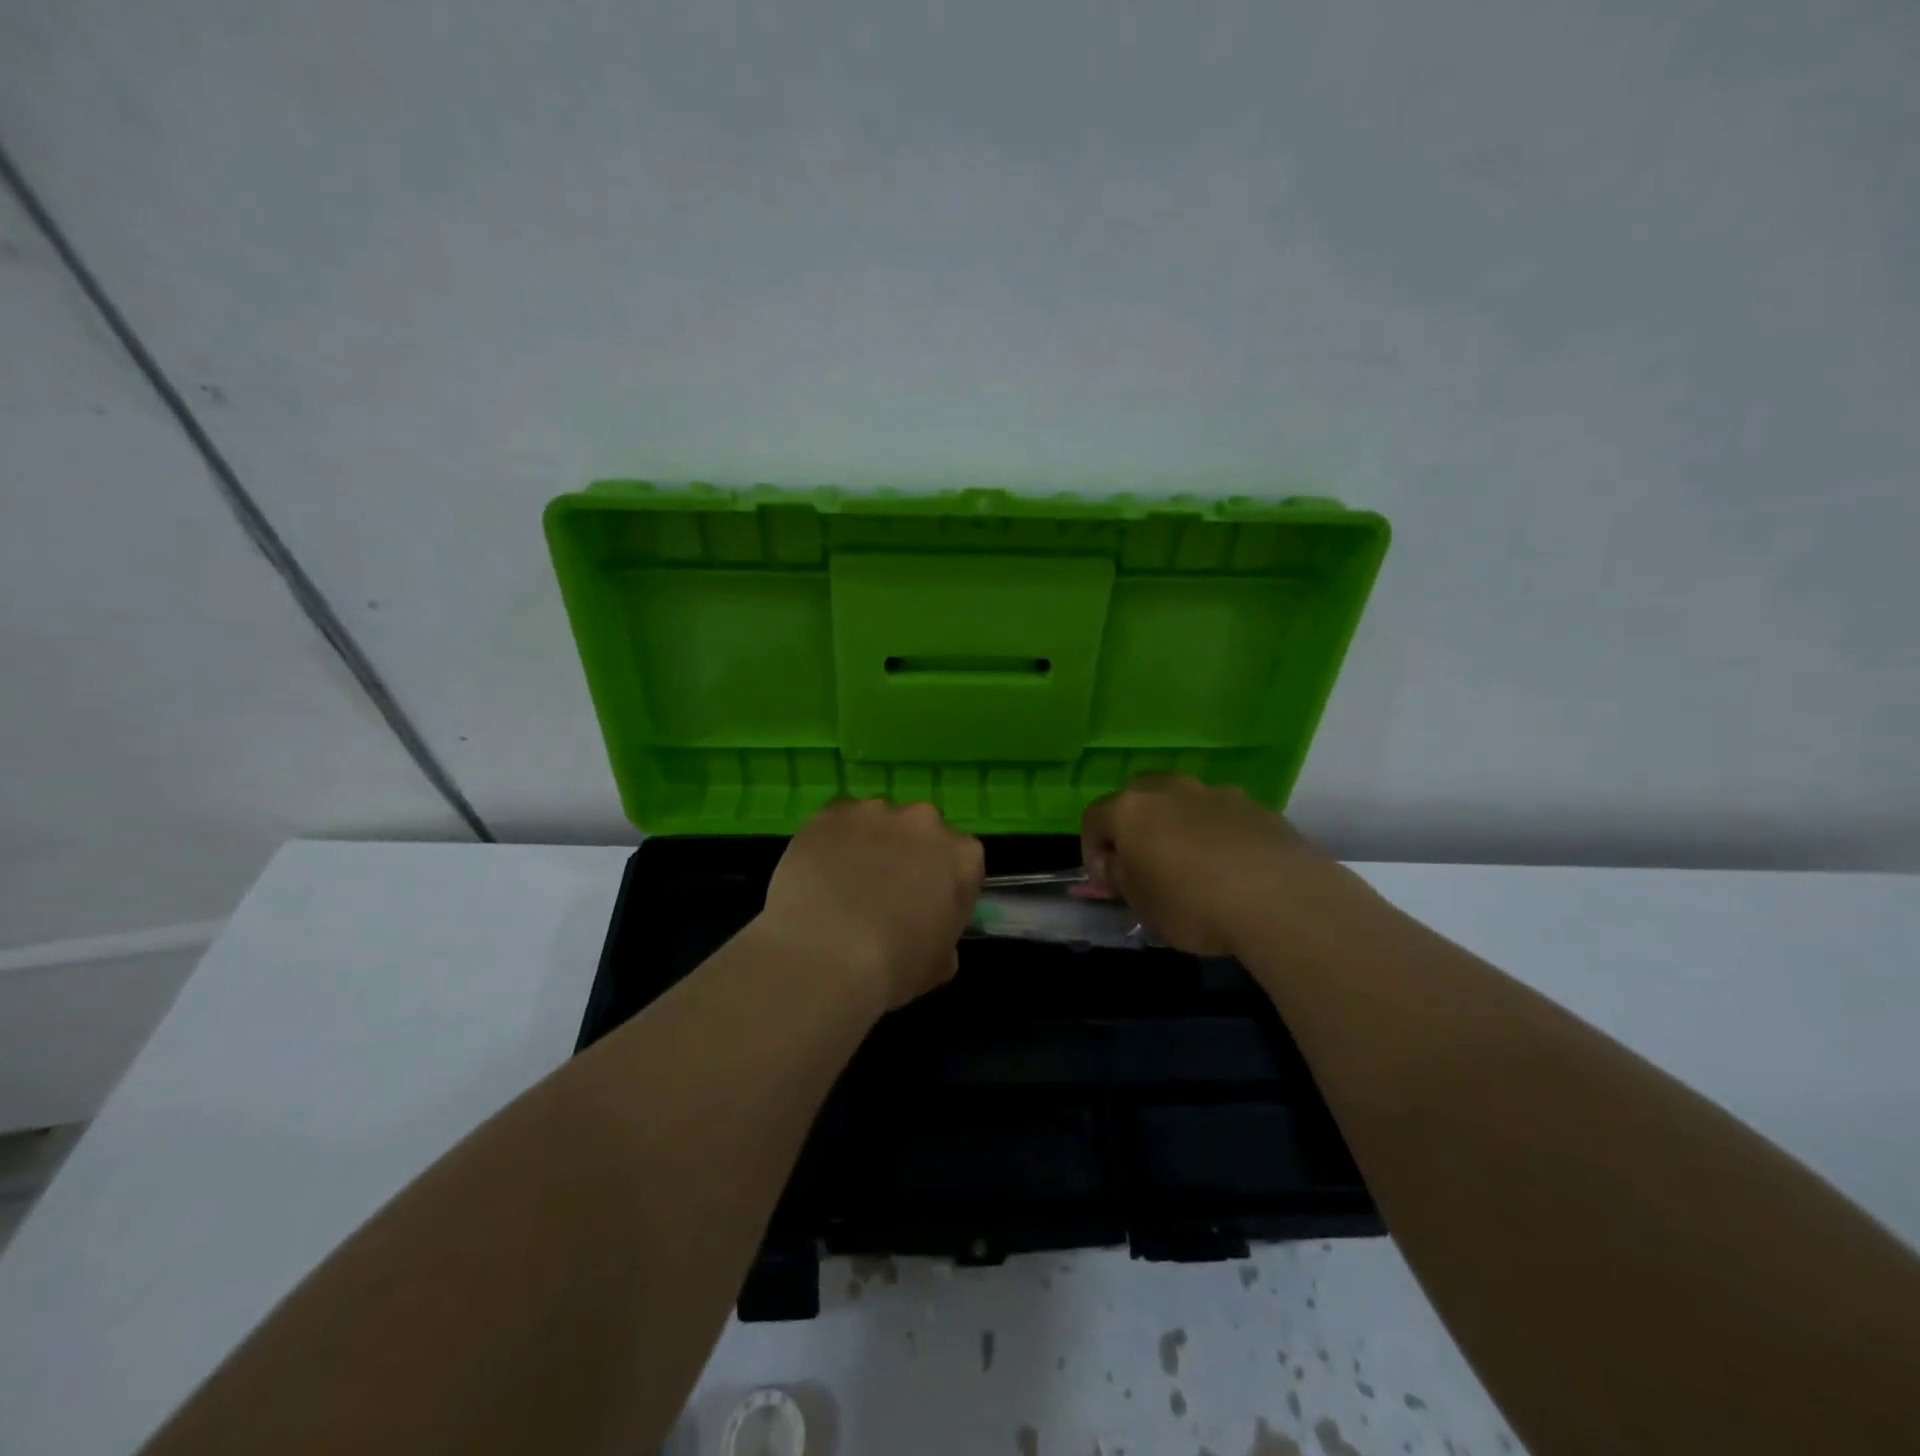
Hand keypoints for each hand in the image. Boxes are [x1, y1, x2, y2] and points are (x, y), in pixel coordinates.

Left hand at [758, 799, 984, 1012]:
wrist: (823, 955)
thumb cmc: (892, 967)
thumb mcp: (939, 965)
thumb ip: (944, 937)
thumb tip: (929, 930)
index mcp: (962, 857)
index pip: (962, 862)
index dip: (942, 884)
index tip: (926, 906)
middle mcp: (925, 822)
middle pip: (921, 832)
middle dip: (907, 855)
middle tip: (883, 892)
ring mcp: (876, 811)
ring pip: (878, 822)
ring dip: (869, 844)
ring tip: (843, 883)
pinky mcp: (833, 811)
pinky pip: (838, 821)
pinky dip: (832, 840)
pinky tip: (818, 872)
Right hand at [1080, 774, 1354, 956]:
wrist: (1281, 899)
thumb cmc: (1192, 904)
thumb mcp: (1141, 904)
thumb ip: (1120, 878)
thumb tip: (1116, 866)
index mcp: (1131, 808)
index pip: (1093, 819)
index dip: (1092, 852)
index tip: (1107, 883)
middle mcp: (1169, 789)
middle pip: (1138, 800)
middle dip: (1134, 829)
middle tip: (1144, 866)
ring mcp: (1215, 792)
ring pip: (1182, 804)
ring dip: (1177, 828)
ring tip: (1192, 869)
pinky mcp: (1255, 806)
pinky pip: (1221, 817)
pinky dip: (1215, 836)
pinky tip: (1231, 870)